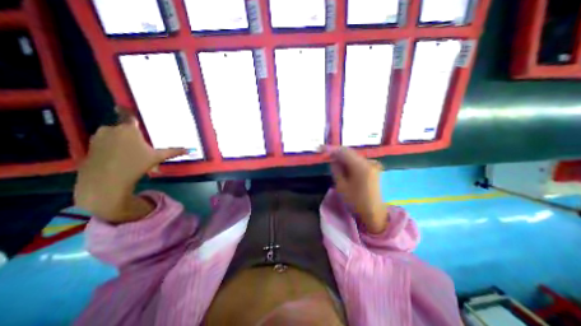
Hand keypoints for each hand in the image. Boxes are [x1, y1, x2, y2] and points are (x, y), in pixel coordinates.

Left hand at [74, 114, 183, 223]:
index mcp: (128, 129)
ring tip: (129, 153)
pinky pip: (104, 142)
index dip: (128, 113)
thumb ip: (173, 152)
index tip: (125, 108)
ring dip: (120, 140)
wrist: (106, 180)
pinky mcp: (89, 146)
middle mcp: (111, 129)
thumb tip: (189, 150)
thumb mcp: (157, 157)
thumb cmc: (136, 164)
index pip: (128, 115)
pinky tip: (117, 157)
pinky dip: (110, 146)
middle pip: (123, 128)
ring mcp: (98, 137)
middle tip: (138, 145)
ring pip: (113, 135)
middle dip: (130, 134)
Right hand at [325, 146, 386, 232]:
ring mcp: (373, 165)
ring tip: (332, 160)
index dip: (331, 149)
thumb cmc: (356, 202)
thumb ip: (336, 170)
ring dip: (342, 157)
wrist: (375, 214)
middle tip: (325, 154)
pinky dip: (349, 161)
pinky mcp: (373, 169)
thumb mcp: (341, 186)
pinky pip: (358, 161)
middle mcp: (368, 162)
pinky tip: (343, 165)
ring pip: (353, 156)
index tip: (320, 148)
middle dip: (336, 152)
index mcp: (361, 166)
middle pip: (349, 152)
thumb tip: (333, 159)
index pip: (343, 151)